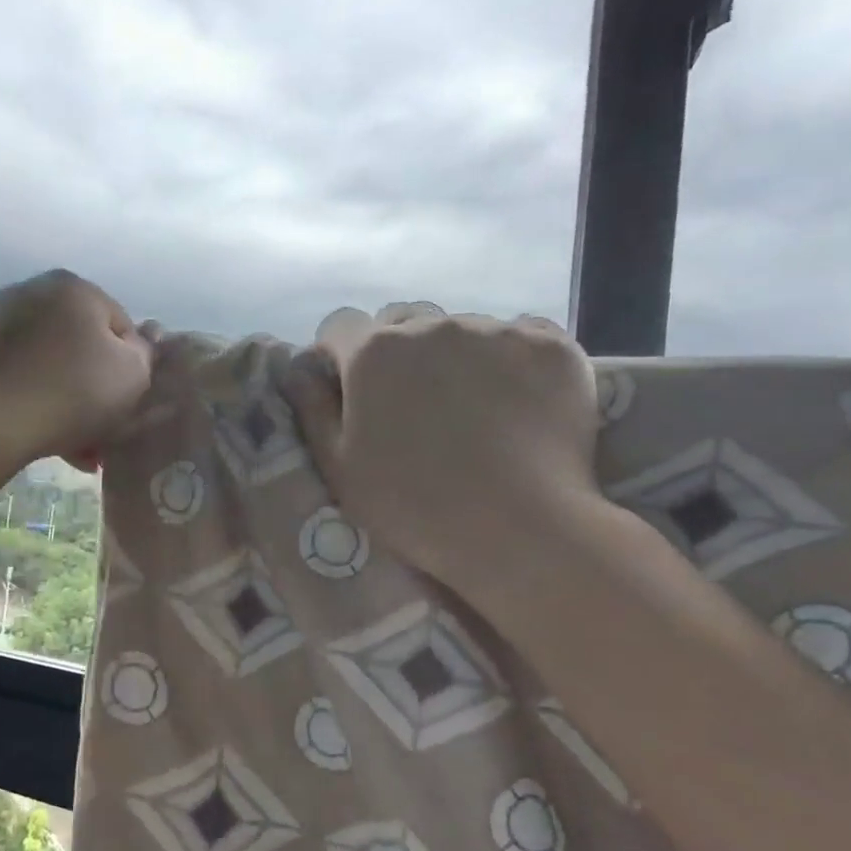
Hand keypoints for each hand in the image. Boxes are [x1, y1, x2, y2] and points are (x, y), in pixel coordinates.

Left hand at [0, 269, 152, 470]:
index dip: (133, 369)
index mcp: (74, 287)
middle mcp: (33, 292)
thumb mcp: (133, 375)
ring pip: (53, 367)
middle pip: (84, 347)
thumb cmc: (70, 391)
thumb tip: (143, 341)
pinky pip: (23, 379)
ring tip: (81, 450)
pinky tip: (51, 442)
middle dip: (98, 390)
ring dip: (72, 405)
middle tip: (106, 432)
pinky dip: (40, 405)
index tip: (130, 405)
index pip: (122, 327)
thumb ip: (147, 354)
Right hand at [281, 302, 601, 589]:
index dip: (339, 356)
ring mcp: (495, 330)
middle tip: (412, 403)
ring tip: (472, 408)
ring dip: (455, 356)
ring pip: (461, 328)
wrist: (519, 530)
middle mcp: (431, 325)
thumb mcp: (339, 467)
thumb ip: (312, 408)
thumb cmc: (413, 505)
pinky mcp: (550, 344)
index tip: (351, 389)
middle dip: (397, 351)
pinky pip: (519, 336)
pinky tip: (518, 401)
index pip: (340, 327)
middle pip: (402, 320)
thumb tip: (301, 368)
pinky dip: (511, 360)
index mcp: (373, 352)